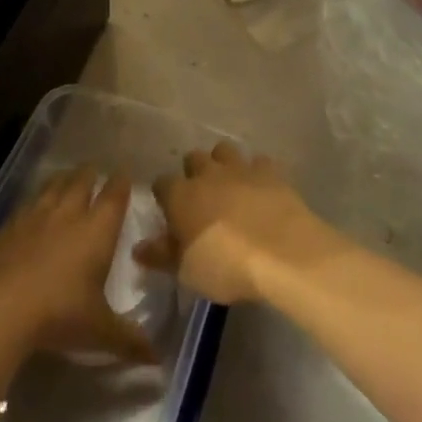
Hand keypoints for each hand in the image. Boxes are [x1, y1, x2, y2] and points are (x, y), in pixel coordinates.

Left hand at [0, 167, 157, 363]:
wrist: (2, 310)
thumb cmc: (61, 314)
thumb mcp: (100, 331)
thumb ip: (129, 340)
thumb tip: (158, 359)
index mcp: (97, 230)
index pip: (114, 196)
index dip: (121, 183)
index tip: (124, 173)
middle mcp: (69, 214)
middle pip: (81, 182)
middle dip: (90, 174)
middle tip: (94, 170)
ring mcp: (36, 217)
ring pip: (52, 187)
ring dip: (62, 180)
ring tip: (66, 178)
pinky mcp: (10, 227)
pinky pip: (26, 205)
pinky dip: (34, 201)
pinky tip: (31, 207)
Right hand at [137, 142, 345, 304]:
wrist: (282, 252)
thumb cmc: (226, 266)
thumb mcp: (187, 271)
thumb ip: (162, 256)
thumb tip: (139, 247)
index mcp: (180, 195)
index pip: (161, 183)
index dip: (164, 196)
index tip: (170, 213)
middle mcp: (207, 173)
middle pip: (193, 158)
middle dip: (194, 173)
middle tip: (201, 198)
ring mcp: (240, 168)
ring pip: (224, 150)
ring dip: (224, 164)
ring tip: (230, 186)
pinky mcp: (270, 171)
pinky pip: (258, 162)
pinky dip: (257, 172)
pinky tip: (261, 190)